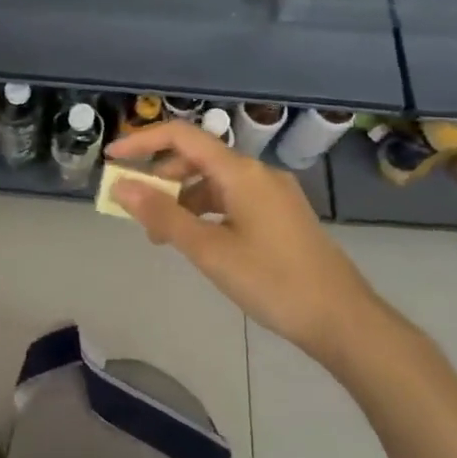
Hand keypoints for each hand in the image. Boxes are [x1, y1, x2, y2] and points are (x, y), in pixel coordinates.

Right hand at [106, 121, 379, 370]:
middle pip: (197, 158)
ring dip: (182, 199)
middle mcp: (257, 173)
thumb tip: (121, 186)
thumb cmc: (273, 282)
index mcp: (240, 172)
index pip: (182, 137)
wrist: (344, 320)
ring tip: (161, 236)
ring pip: (214, 181)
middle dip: (160, 178)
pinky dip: (205, 211)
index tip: (112, 159)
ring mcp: (272, 194)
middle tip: (135, 211)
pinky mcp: (281, 215)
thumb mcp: (210, 251)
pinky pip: (232, 199)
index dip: (142, 141)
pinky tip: (197, 240)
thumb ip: (163, 215)